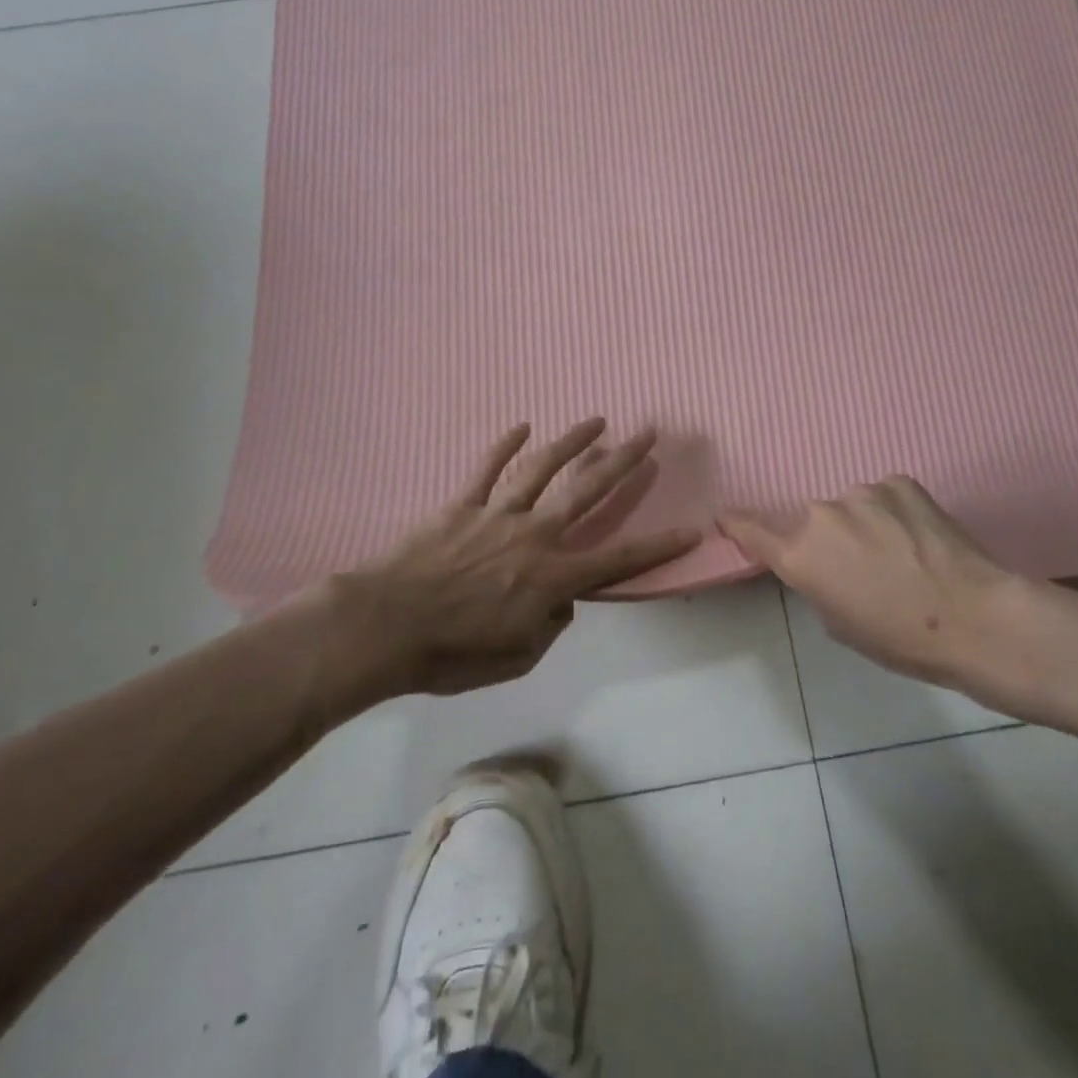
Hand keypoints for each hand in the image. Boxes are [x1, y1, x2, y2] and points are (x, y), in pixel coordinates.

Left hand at [321, 419, 699, 697]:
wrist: (386, 627)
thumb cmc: (452, 654)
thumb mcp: (516, 658)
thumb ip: (550, 626)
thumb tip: (563, 601)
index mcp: (552, 577)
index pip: (618, 560)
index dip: (658, 547)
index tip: (691, 529)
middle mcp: (534, 535)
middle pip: (587, 492)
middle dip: (622, 462)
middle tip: (648, 434)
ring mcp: (497, 514)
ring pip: (542, 469)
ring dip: (572, 441)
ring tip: (597, 419)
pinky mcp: (462, 505)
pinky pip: (486, 470)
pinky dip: (504, 447)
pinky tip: (522, 426)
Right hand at [721, 477, 1051, 710]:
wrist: (973, 618)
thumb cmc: (900, 638)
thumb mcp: (839, 623)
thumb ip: (817, 583)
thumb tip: (827, 563)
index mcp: (800, 555)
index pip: (752, 531)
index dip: (738, 523)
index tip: (727, 515)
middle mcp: (821, 515)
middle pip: (813, 521)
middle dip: (831, 539)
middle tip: (865, 567)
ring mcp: (861, 492)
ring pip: (852, 506)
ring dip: (865, 524)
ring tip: (902, 553)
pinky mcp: (899, 481)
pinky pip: (885, 495)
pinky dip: (894, 511)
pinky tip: (921, 536)